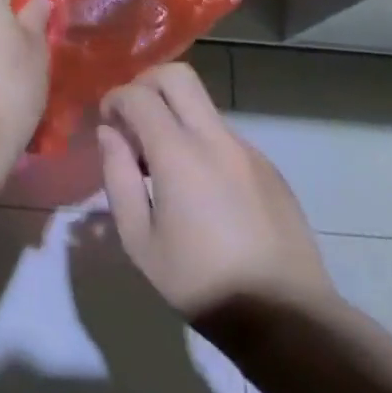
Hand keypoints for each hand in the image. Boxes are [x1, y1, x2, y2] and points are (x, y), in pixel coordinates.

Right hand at [98, 63, 335, 325]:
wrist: (285, 317)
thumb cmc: (200, 283)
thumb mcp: (140, 241)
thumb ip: (118, 177)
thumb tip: (109, 134)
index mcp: (179, 154)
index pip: (139, 95)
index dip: (115, 99)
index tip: (107, 122)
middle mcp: (215, 138)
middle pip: (178, 76)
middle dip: (146, 84)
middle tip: (132, 119)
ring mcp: (247, 150)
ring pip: (202, 107)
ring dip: (174, 116)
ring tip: (163, 166)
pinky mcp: (269, 167)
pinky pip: (225, 137)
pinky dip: (201, 143)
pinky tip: (202, 191)